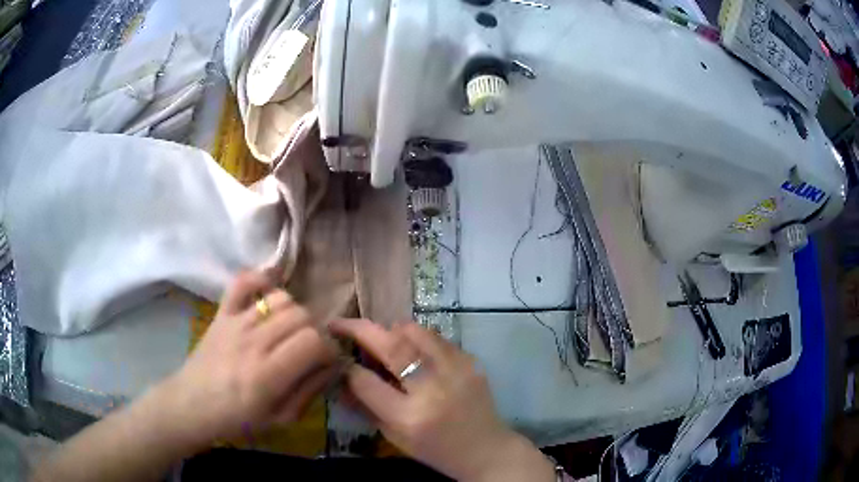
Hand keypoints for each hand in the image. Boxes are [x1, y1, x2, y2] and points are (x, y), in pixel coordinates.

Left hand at [163, 272, 338, 446]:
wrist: (192, 404)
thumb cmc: (238, 419)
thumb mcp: (281, 419)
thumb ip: (309, 391)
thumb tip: (332, 366)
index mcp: (268, 374)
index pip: (314, 342)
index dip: (328, 350)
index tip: (325, 362)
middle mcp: (253, 342)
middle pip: (301, 316)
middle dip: (314, 331)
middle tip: (308, 349)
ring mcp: (236, 322)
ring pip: (281, 298)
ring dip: (294, 312)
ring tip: (288, 330)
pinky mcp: (222, 312)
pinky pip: (243, 281)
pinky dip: (261, 280)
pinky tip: (269, 294)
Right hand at [330, 320, 555, 481]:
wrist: (485, 450)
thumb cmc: (435, 450)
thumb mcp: (394, 437)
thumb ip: (366, 406)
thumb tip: (341, 376)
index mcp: (409, 417)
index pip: (365, 381)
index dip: (346, 366)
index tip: (336, 356)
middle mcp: (432, 389)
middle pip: (390, 345)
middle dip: (359, 329)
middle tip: (341, 323)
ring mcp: (455, 370)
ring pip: (414, 331)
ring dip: (391, 330)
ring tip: (382, 338)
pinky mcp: (471, 361)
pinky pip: (436, 338)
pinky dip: (417, 338)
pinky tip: (413, 351)